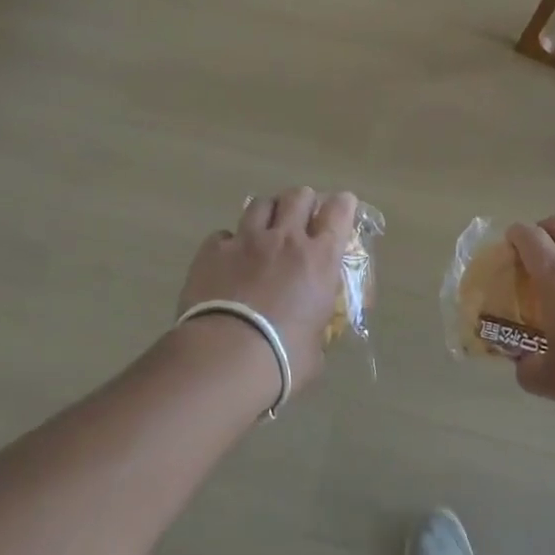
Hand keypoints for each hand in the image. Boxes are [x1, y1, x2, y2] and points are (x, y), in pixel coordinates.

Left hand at [177, 188, 358, 394]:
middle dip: (302, 203)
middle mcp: (286, 239)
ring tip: (264, 229)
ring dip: (267, 213)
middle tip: (301, 218)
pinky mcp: (212, 251)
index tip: (342, 206)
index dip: (342, 204)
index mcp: (320, 259)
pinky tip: (227, 258)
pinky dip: (229, 242)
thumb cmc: (282, 358)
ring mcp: (246, 241)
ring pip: (260, 204)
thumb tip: (310, 338)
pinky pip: (223, 234)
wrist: (225, 357)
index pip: (339, 211)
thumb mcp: (315, 346)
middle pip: (298, 196)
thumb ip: (315, 329)